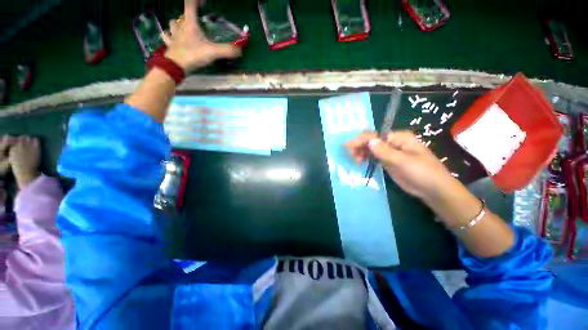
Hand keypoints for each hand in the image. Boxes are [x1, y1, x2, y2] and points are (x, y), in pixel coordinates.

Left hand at [162, 0, 241, 71]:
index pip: (190, 5)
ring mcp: (173, 35)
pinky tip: (172, 37)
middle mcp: (180, 26)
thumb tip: (240, 50)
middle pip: (182, 15)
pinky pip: (166, 36)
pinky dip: (169, 35)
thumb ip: (227, 50)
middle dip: (188, 14)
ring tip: (183, 27)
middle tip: (195, 19)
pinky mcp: (169, 45)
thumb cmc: (193, 55)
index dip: (196, 1)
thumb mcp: (213, 52)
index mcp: (190, 24)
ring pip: (173, 23)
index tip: (203, 1)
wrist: (176, 66)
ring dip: (178, 23)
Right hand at [345, 131, 453, 199]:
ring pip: (371, 148)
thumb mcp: (403, 161)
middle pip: (371, 141)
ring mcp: (390, 152)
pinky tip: (360, 162)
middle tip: (351, 155)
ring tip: (356, 161)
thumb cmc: (422, 172)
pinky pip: (374, 156)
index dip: (360, 140)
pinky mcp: (388, 162)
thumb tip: (370, 141)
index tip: (348, 146)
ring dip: (361, 152)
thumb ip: (385, 151)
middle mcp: (392, 142)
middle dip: (359, 146)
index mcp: (398, 138)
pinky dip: (366, 158)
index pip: (375, 136)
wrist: (432, 189)